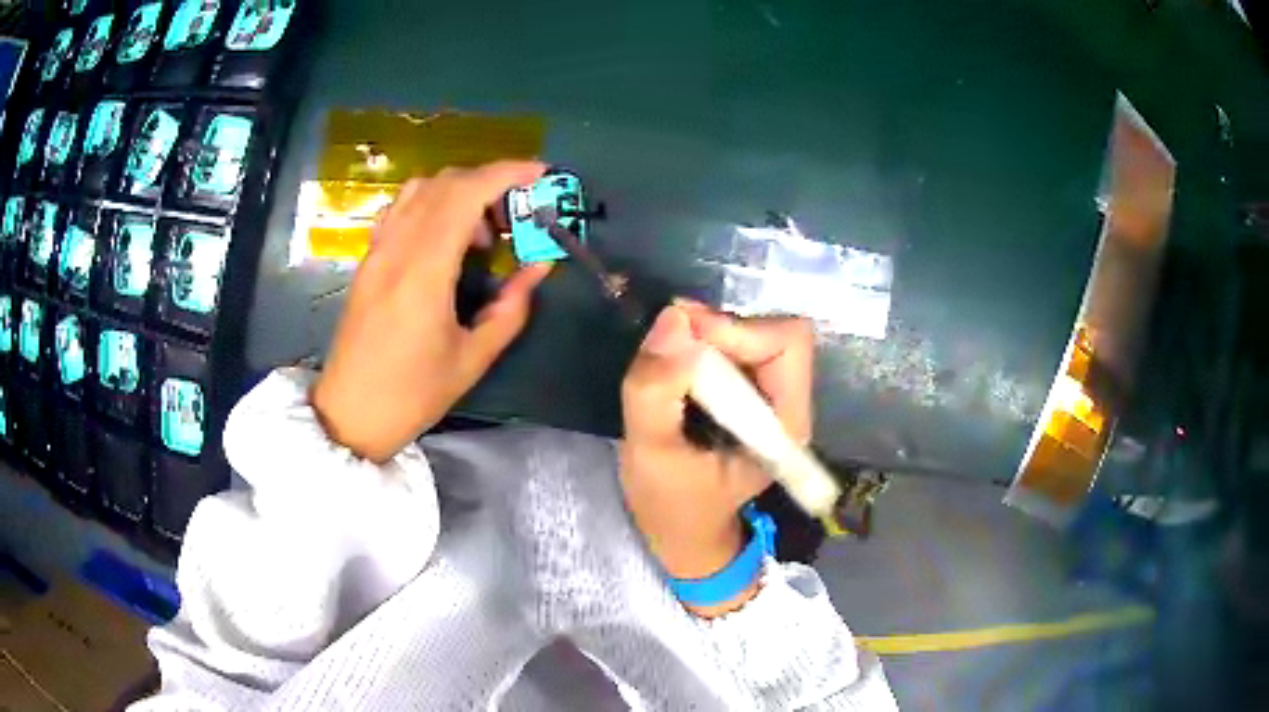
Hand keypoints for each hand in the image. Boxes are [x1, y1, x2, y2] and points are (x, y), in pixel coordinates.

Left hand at [311, 162, 552, 462]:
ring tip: (480, 230)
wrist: (349, 413)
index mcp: (424, 271)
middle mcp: (397, 248)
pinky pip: (400, 209)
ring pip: (419, 189)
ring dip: (458, 191)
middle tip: (515, 215)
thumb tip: (539, 267)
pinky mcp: (368, 260)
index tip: (539, 173)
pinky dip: (430, 203)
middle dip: (488, 182)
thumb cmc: (412, 394)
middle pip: (445, 183)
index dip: (506, 174)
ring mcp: (377, 251)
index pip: (465, 195)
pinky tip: (443, 236)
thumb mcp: (472, 359)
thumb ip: (510, 308)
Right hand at [619, 301, 813, 616]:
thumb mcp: (651, 453)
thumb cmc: (671, 506)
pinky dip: (699, 347)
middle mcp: (789, 403)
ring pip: (749, 335)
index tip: (683, 343)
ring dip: (704, 338)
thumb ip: (656, 389)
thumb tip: (673, 317)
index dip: (737, 331)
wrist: (680, 535)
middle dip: (716, 331)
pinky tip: (672, 370)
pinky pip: (731, 348)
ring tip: (663, 362)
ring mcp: (769, 398)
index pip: (786, 343)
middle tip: (664, 346)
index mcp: (786, 423)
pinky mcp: (748, 395)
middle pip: (770, 332)